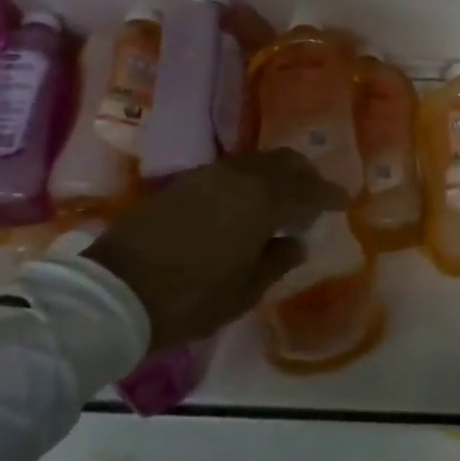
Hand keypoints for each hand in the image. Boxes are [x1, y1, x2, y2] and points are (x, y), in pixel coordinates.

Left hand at [85, 150, 348, 349]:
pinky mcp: (183, 182)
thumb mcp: (244, 291)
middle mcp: (237, 177)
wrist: (115, 292)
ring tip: (283, 200)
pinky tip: (248, 202)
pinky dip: (250, 180)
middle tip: (316, 197)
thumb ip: (277, 260)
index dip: (330, 194)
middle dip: (305, 176)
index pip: (308, 189)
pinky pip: (231, 170)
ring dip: (276, 175)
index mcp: (260, 201)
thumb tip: (296, 242)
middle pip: (283, 162)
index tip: (344, 200)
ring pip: (256, 162)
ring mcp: (207, 175)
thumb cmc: (189, 299)